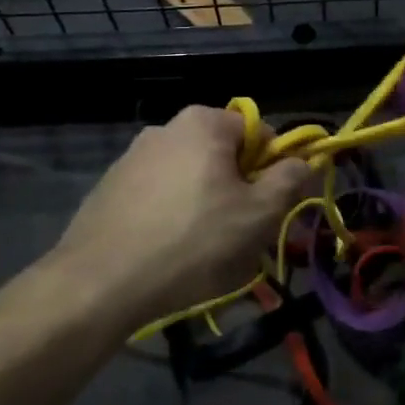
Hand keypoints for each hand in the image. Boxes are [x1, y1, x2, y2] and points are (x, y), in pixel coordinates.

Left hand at [49, 106, 312, 332]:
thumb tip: (305, 160)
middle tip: (241, 236)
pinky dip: (172, 216)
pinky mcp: (111, 187)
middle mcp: (167, 128)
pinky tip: (168, 253)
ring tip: (204, 253)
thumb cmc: (191, 241)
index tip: (270, 209)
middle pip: (223, 156)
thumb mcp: (257, 215)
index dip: (273, 169)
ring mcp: (133, 156)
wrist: (99, 282)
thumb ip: (289, 180)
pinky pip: (159, 195)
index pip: (259, 133)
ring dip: (206, 206)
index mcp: (204, 122)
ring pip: (191, 178)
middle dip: (239, 192)